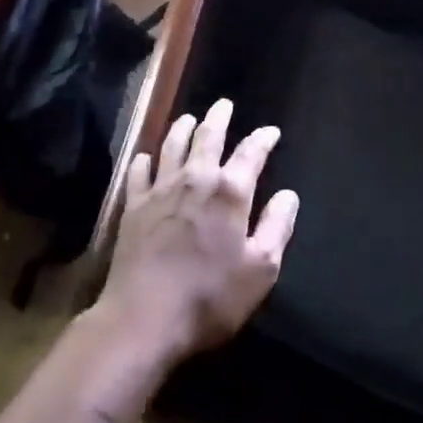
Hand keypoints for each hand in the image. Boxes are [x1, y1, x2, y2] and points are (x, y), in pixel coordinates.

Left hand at [95, 99, 298, 366]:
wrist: (143, 317)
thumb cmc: (210, 296)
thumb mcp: (260, 269)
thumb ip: (276, 227)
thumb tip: (288, 195)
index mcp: (230, 192)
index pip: (251, 153)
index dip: (263, 139)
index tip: (271, 132)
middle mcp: (195, 179)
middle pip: (208, 137)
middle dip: (218, 119)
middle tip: (223, 105)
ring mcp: (160, 189)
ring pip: (172, 146)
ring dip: (182, 128)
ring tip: (189, 119)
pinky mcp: (134, 206)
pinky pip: (139, 172)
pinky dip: (144, 160)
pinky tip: (145, 157)